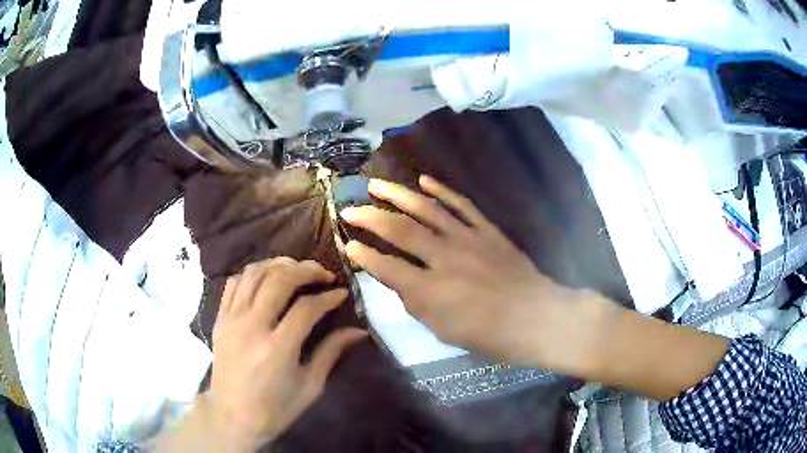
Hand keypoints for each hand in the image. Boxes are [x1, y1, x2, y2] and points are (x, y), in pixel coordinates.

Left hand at [208, 257, 366, 445]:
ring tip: (297, 268)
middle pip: (279, 279)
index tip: (341, 293)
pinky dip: (252, 273)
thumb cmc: (275, 409)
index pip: (307, 308)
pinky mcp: (220, 319)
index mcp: (278, 348)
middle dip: (306, 269)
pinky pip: (234, 283)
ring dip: (279, 264)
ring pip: (254, 274)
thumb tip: (358, 331)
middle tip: (324, 273)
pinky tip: (266, 277)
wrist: (232, 418)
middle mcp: (252, 326)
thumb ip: (331, 353)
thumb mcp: (310, 387)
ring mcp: (232, 320)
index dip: (328, 297)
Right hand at [340, 176, 606, 372]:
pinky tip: (424, 181)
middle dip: (370, 217)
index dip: (363, 254)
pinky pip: (462, 205)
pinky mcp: (487, 230)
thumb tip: (397, 279)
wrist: (535, 317)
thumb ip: (415, 303)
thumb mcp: (443, 330)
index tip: (347, 243)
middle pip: (400, 231)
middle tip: (349, 208)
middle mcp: (444, 258)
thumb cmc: (488, 335)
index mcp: (431, 290)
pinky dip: (442, 191)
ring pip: (427, 210)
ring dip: (398, 195)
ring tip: (376, 184)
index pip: (386, 266)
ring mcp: (468, 239)